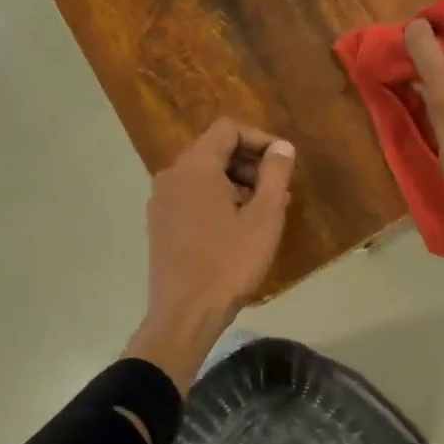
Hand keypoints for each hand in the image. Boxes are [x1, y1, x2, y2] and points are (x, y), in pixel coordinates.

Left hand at [122, 118, 295, 392]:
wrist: (185, 314)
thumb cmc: (229, 263)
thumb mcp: (264, 217)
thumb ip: (275, 174)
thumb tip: (282, 147)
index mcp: (195, 166)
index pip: (228, 129)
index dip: (261, 139)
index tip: (284, 163)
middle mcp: (172, 175)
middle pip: (214, 150)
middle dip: (250, 163)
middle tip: (279, 189)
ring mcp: (161, 201)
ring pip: (203, 175)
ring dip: (236, 183)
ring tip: (264, 211)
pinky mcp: (159, 224)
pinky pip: (191, 197)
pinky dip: (216, 200)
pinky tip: (237, 228)